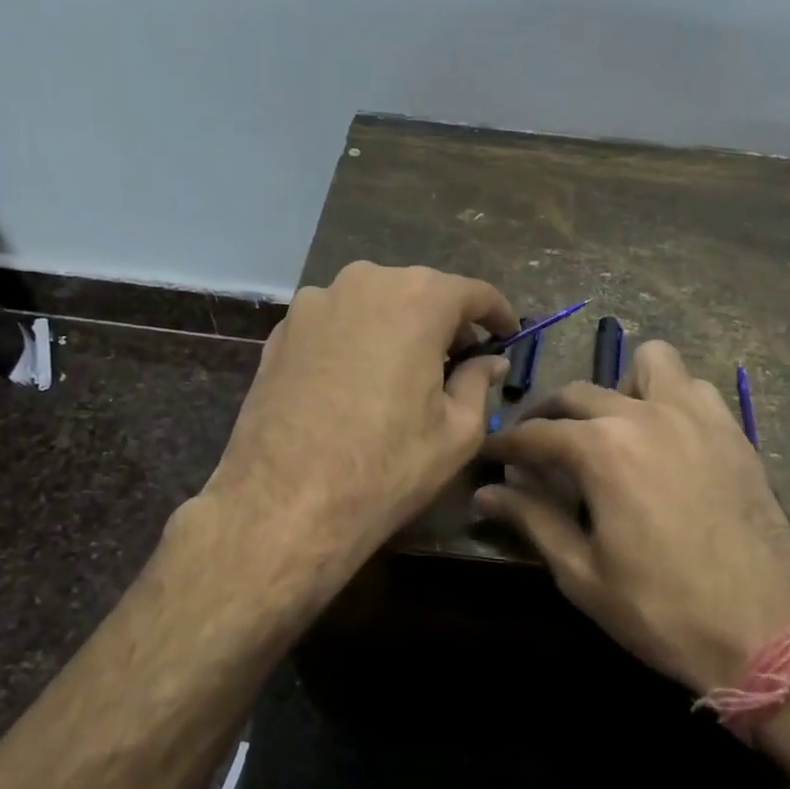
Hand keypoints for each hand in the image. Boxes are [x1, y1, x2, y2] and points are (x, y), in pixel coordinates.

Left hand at [201, 261, 516, 601]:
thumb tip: (489, 361)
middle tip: (460, 363)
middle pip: (419, 293)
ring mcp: (314, 303)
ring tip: (405, 374)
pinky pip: (335, 324)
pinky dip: (357, 341)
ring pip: (374, 305)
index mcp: (417, 299)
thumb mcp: (456, 432)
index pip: (473, 292)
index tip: (509, 336)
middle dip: (445, 323)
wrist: (281, 505)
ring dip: (398, 329)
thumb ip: (478, 382)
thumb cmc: (385, 467)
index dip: (497, 314)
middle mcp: (364, 282)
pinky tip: (358, 383)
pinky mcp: (281, 331)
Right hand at [476, 339, 789, 694]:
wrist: (770, 631)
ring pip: (646, 363)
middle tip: (537, 451)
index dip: (505, 445)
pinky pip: (693, 386)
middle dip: (547, 416)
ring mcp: (695, 415)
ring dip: (618, 388)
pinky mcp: (731, 429)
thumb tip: (485, 493)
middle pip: (577, 393)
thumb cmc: (663, 609)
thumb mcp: (582, 573)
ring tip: (612, 430)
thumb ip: (531, 520)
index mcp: (602, 449)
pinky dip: (669, 396)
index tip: (488, 455)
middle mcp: (644, 413)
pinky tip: (665, 437)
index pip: (535, 433)